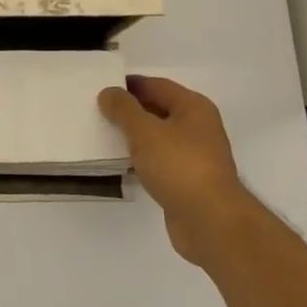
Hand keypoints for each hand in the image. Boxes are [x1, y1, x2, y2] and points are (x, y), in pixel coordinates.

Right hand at [99, 75, 250, 269]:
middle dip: (128, 110)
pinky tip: (119, 164)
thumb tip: (109, 92)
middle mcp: (197, 127)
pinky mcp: (187, 181)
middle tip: (96, 111)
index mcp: (193, 107)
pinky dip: (140, 159)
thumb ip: (123, 109)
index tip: (101, 87)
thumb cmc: (179, 166)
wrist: (211, 222)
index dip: (128, 84)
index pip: (156, 85)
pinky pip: (158, 161)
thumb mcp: (144, 131)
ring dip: (133, 136)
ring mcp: (194, 155)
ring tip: (102, 135)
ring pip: (157, 137)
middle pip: (158, 109)